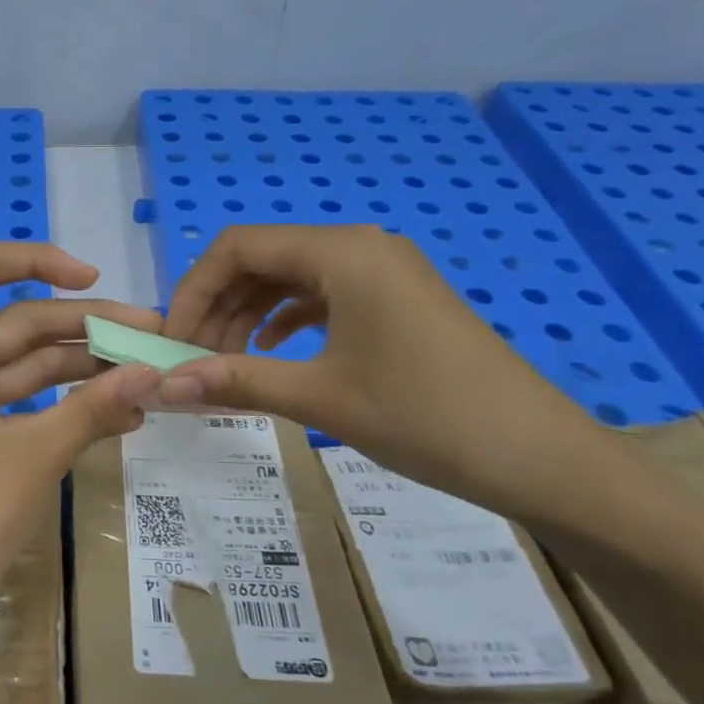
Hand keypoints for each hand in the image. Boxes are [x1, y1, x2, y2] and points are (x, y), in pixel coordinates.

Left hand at [0, 242, 161, 663]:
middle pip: (16, 323)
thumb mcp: (33, 456)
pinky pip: (16, 405)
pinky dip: (59, 407)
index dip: (38, 261)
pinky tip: (114, 414)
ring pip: (21, 367)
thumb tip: (154, 372)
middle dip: (83, 328)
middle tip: (153, 338)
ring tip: (145, 378)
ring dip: (79, 371)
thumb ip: (94, 407)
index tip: (93, 278)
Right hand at [156, 225, 616, 529]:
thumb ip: (237, 382)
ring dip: (248, 314)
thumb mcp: (322, 398)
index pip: (238, 248)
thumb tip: (165, 385)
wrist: (539, 456)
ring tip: (225, 362)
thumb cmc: (425, 417)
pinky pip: (323, 295)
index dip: (193, 289)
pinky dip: (285, 319)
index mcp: (341, 253)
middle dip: (218, 304)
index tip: (172, 339)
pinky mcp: (395, 300)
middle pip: (262, 258)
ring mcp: (382, 272)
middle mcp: (359, 247)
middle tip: (193, 358)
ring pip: (290, 277)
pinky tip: (270, 351)